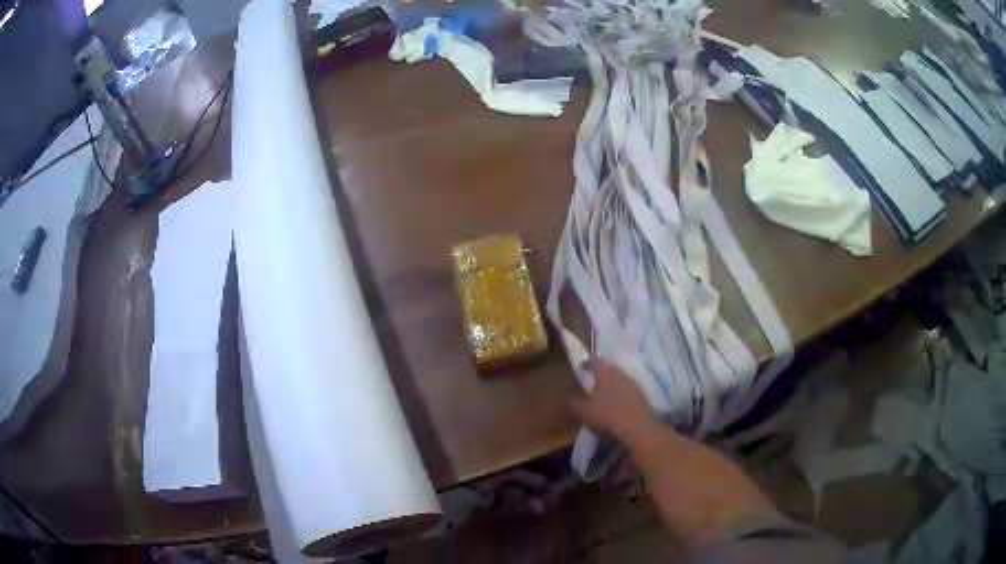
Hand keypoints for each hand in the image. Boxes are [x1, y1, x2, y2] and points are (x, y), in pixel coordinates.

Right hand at [571, 360, 659, 444]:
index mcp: (604, 372)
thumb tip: (570, 397)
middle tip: (593, 380)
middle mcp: (619, 373)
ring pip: (620, 378)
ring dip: (613, 383)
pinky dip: (622, 393)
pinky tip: (618, 403)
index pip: (594, 361)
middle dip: (601, 373)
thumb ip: (575, 403)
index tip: (582, 367)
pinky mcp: (642, 393)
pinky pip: (628, 389)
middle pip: (609, 368)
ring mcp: (633, 382)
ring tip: (605, 393)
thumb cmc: (606, 415)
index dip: (587, 363)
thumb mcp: (584, 411)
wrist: (636, 426)